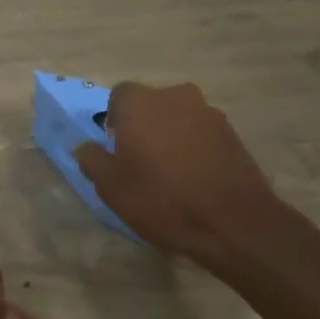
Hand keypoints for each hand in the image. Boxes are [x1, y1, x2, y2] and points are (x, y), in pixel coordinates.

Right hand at [73, 81, 291, 270]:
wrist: (234, 222)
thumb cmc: (162, 199)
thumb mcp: (112, 187)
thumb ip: (92, 160)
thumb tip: (85, 147)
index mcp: (141, 102)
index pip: (118, 96)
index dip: (114, 121)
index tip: (116, 149)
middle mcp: (175, 96)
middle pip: (151, 105)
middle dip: (143, 127)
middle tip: (140, 162)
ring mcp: (209, 113)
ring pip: (178, 118)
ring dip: (170, 136)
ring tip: (170, 174)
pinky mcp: (233, 133)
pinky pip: (202, 134)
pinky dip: (194, 148)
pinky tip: (195, 179)